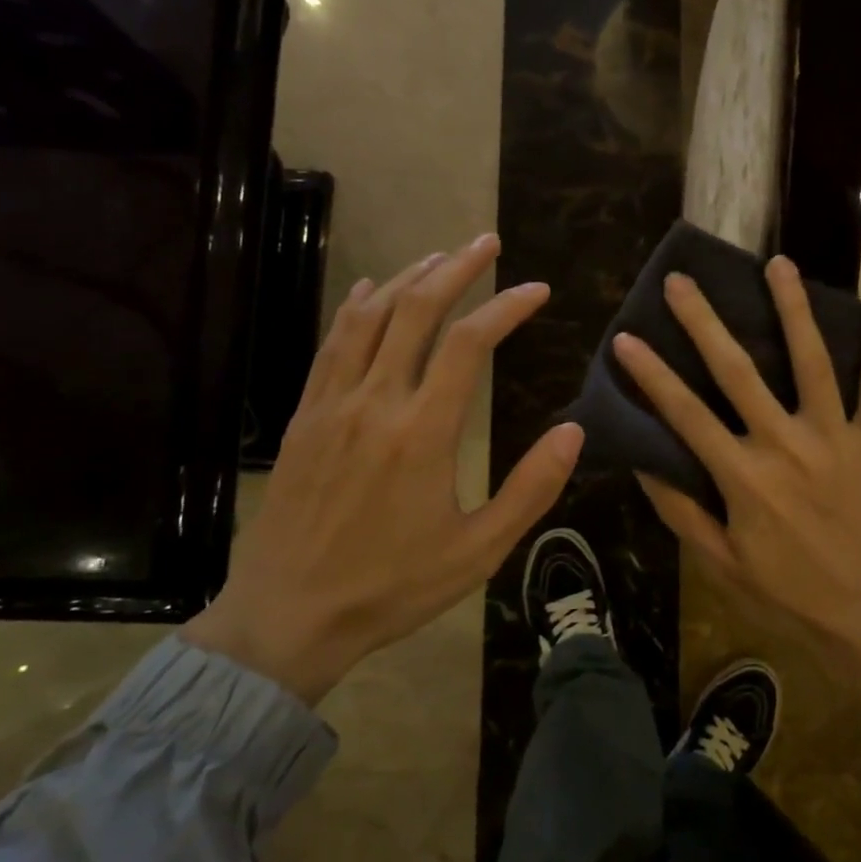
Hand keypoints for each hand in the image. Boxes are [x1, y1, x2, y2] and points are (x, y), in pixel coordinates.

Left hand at [183, 234, 583, 702]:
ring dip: (407, 278)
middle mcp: (375, 402)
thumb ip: (531, 489)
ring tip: (440, 258)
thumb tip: (573, 431)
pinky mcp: (305, 417)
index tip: (538, 290)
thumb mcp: (478, 551)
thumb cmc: (391, 587)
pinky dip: (356, 308)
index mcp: (422, 432)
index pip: (468, 344)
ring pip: (369, 317)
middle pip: (415, 311)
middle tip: (487, 244)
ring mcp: (332, 405)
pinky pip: (331, 344)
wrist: (287, 617)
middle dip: (456, 269)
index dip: (507, 308)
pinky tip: (369, 291)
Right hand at [613, 257, 860, 692]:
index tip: (626, 337)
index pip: (686, 414)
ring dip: (793, 309)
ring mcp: (836, 438)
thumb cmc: (791, 597)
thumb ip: (682, 512)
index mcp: (744, 477)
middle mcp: (786, 445)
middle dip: (704, 323)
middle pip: (738, 372)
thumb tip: (645, 464)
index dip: (652, 375)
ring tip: (778, 263)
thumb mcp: (723, 564)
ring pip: (812, 361)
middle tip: (680, 281)